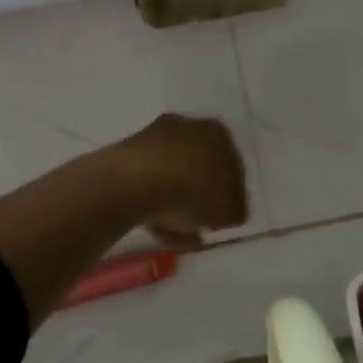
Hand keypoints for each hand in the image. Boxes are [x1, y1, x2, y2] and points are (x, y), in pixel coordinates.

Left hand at [111, 114, 248, 246]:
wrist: (136, 182)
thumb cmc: (194, 192)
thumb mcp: (230, 212)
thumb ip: (234, 211)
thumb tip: (228, 212)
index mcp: (219, 134)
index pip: (232, 168)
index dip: (229, 198)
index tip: (222, 220)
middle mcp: (188, 127)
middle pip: (199, 169)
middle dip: (199, 199)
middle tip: (198, 226)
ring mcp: (154, 137)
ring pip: (172, 177)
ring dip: (174, 203)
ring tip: (174, 235)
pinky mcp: (127, 153)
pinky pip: (148, 182)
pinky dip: (153, 202)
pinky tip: (154, 226)